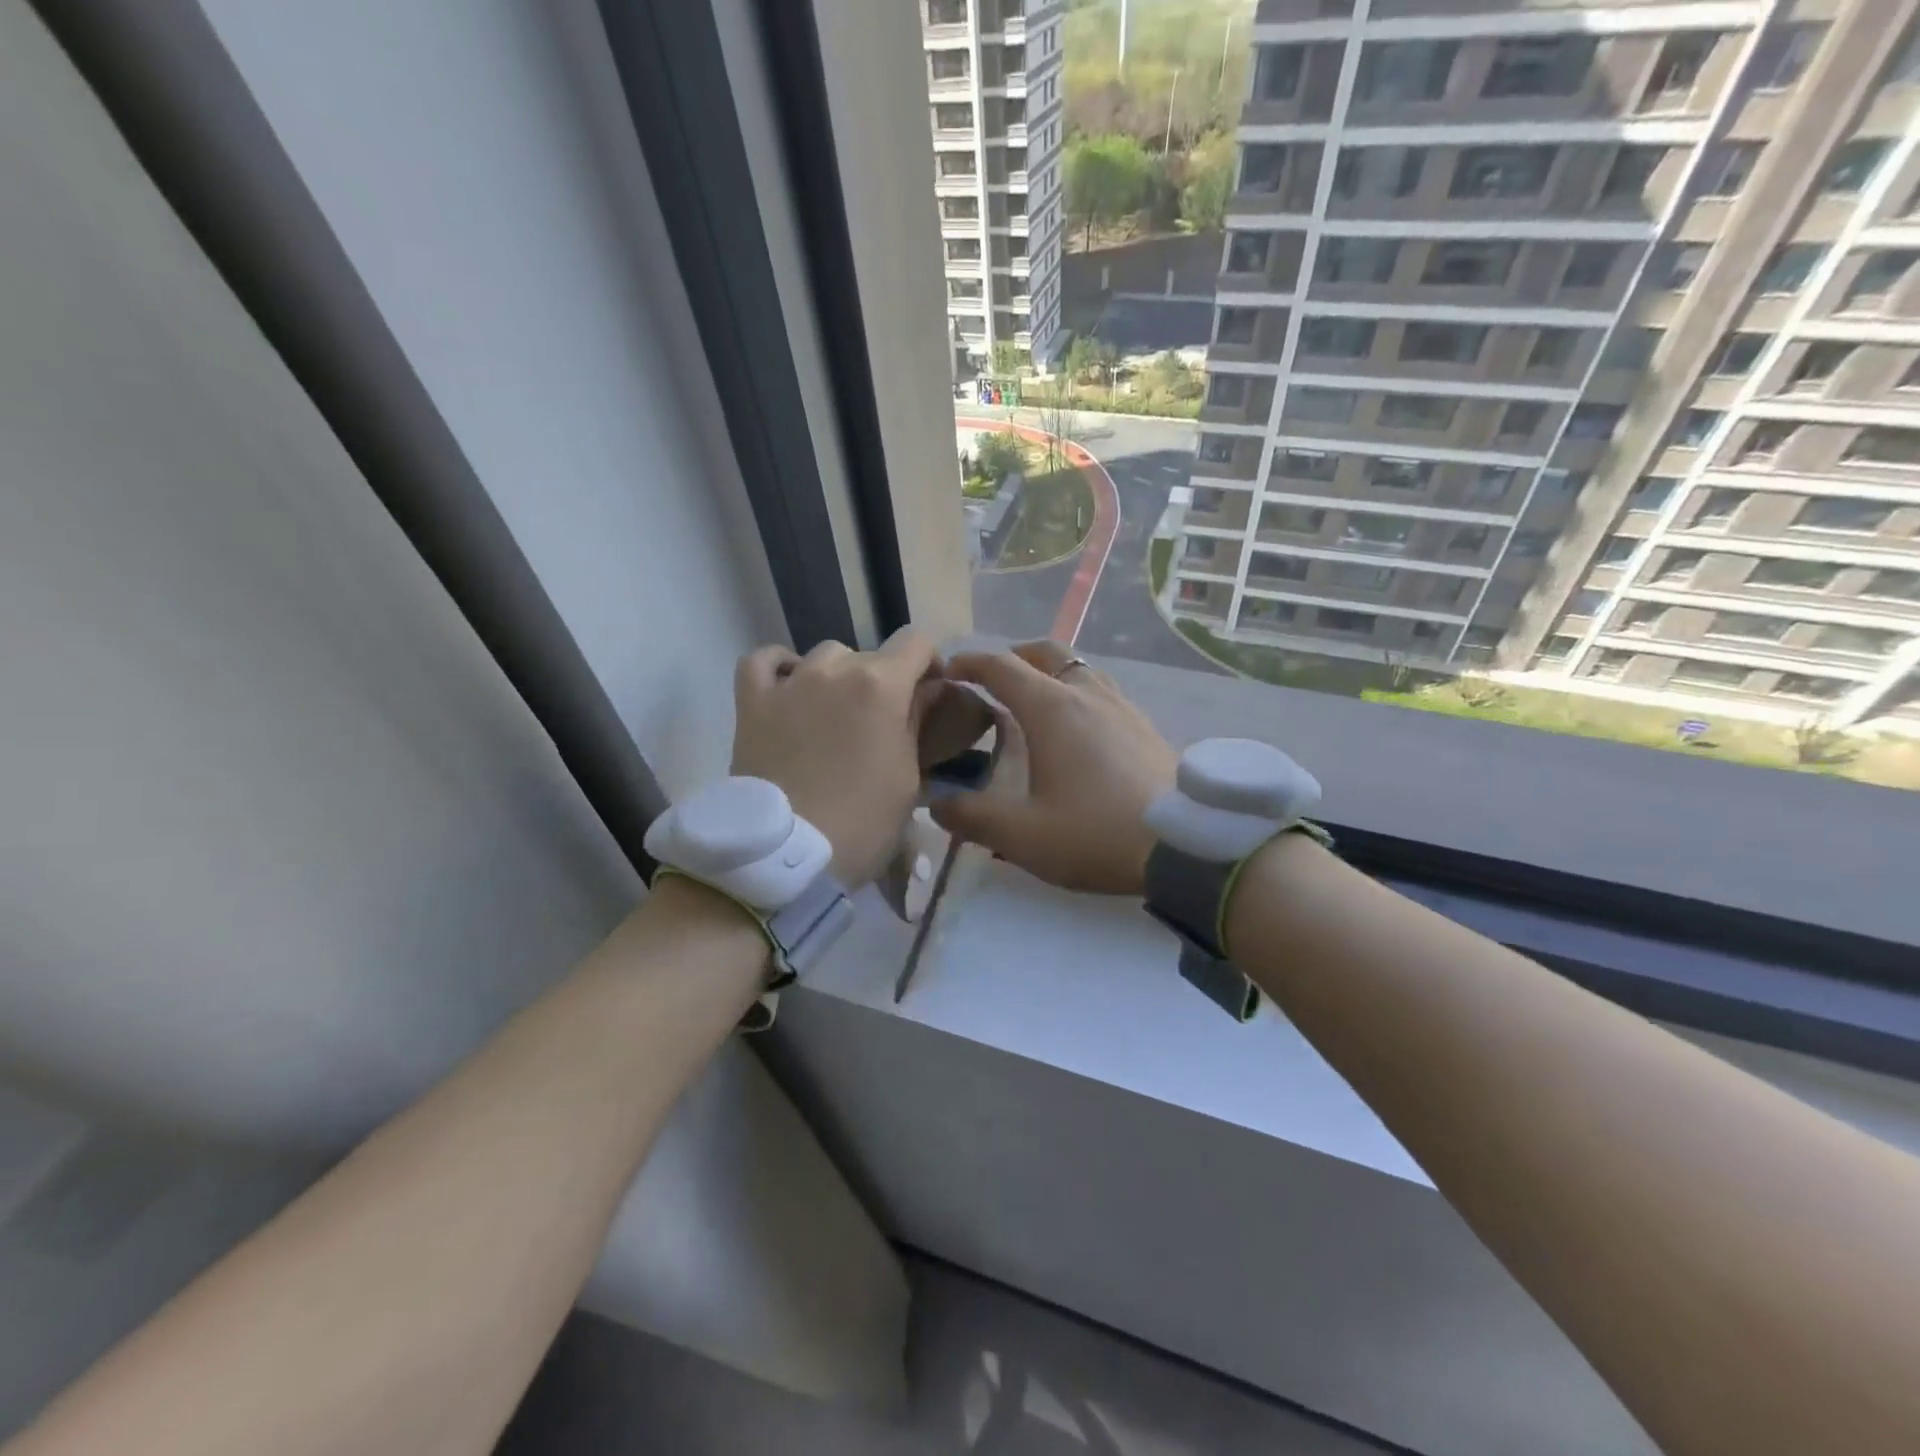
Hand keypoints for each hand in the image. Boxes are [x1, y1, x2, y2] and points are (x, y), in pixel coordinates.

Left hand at [731, 629, 939, 888]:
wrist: (787, 856)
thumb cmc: (862, 823)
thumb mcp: (908, 777)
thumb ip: (916, 723)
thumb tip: (924, 692)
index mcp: (881, 686)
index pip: (916, 642)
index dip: (928, 662)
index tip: (928, 691)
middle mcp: (835, 670)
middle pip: (871, 654)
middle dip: (884, 680)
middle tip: (881, 722)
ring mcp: (790, 683)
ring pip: (825, 655)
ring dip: (838, 676)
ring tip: (836, 712)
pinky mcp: (752, 702)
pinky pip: (763, 661)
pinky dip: (781, 667)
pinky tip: (790, 687)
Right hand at [932, 642, 1175, 895]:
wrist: (1187, 844)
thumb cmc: (1095, 833)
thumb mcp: (1021, 836)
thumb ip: (971, 817)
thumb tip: (937, 803)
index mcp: (1051, 708)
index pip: (1000, 666)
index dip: (969, 663)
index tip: (948, 672)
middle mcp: (1086, 693)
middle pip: (1044, 651)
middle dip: (1012, 657)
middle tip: (991, 681)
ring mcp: (1121, 704)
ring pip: (1078, 667)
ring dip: (1049, 672)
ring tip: (1034, 702)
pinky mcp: (1144, 724)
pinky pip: (1101, 689)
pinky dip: (1077, 692)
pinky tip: (1079, 729)